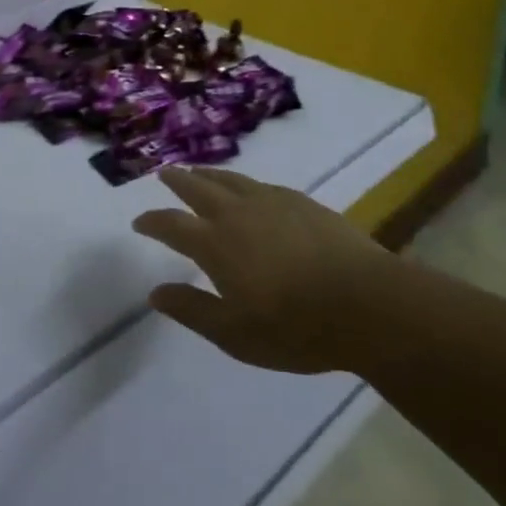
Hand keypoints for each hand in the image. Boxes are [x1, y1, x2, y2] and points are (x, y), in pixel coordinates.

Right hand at [133, 167, 390, 373]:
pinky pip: (260, 184)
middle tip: (164, 174)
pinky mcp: (301, 202)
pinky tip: (249, 189)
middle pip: (198, 188)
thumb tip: (155, 292)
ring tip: (198, 171)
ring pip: (230, 179)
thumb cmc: (295, 327)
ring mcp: (272, 202)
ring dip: (208, 174)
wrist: (365, 303)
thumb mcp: (234, 334)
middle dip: (177, 181)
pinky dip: (243, 182)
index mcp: (216, 244)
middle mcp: (238, 213)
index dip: (152, 221)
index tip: (139, 221)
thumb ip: (192, 310)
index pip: (172, 225)